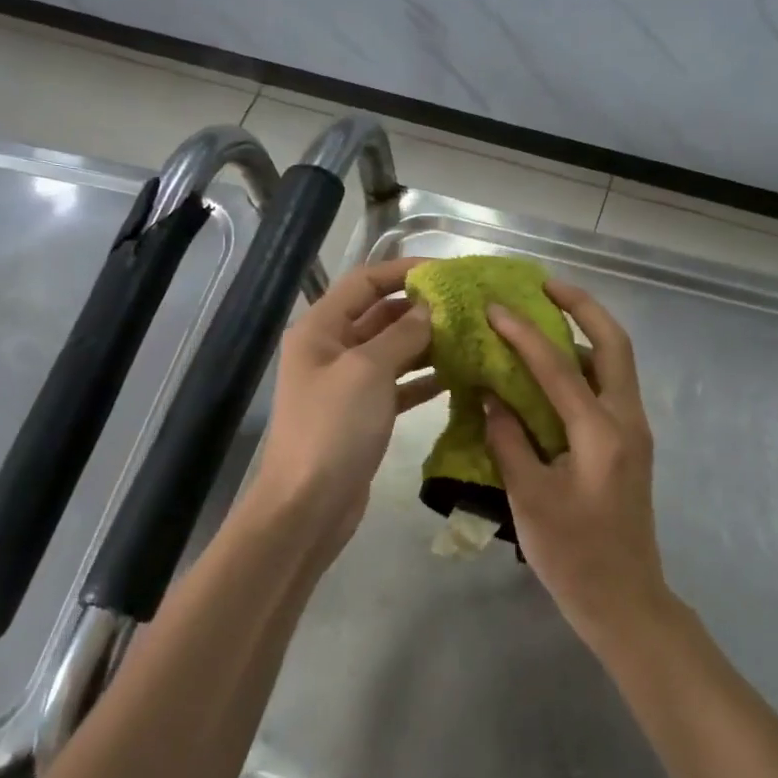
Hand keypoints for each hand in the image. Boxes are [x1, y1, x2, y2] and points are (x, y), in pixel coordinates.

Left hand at [240, 258, 439, 558]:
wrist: (308, 505)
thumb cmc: (333, 428)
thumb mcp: (368, 371)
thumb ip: (402, 334)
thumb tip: (429, 309)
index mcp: (320, 329)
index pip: (364, 282)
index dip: (403, 271)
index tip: (447, 272)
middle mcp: (330, 350)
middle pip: (379, 315)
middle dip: (420, 309)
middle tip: (467, 307)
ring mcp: (346, 384)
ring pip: (391, 350)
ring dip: (426, 343)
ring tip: (469, 336)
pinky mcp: (362, 414)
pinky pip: (396, 385)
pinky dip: (422, 378)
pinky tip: (456, 375)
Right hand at [482, 281, 674, 652]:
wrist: (625, 601)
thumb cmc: (574, 555)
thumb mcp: (530, 498)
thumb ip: (509, 441)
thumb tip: (490, 398)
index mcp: (602, 431)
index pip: (557, 366)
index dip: (522, 333)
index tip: (493, 307)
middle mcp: (627, 419)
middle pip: (613, 343)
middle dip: (581, 306)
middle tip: (544, 286)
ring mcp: (634, 431)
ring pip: (616, 362)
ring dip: (585, 331)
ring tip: (546, 315)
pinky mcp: (630, 445)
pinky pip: (609, 386)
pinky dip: (584, 364)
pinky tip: (552, 370)